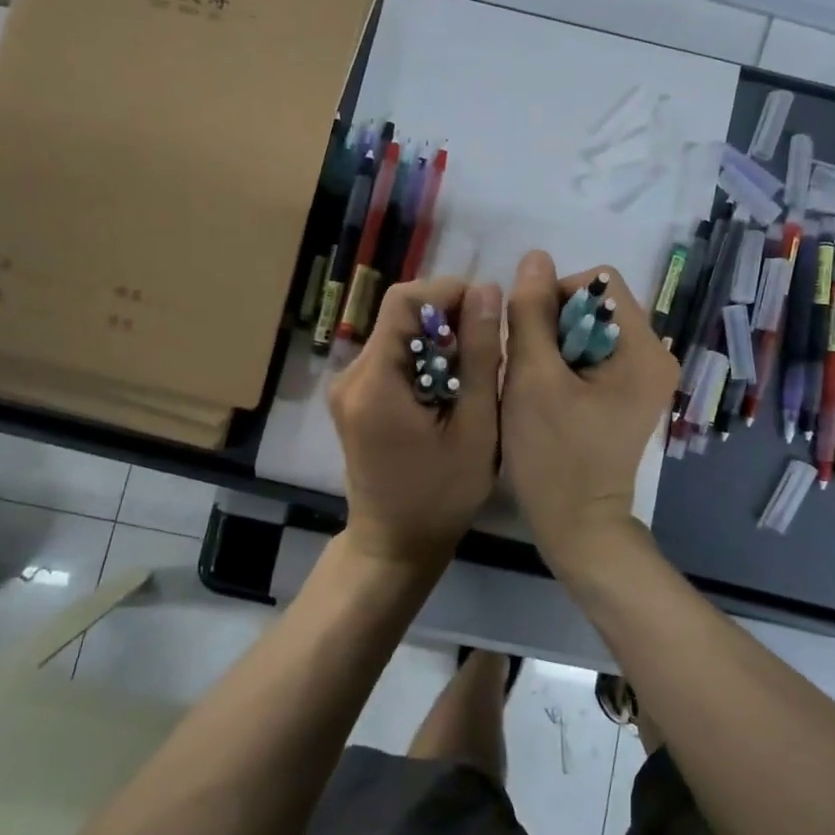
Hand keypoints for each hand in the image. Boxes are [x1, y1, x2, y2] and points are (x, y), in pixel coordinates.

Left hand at [329, 276, 503, 569]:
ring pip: (398, 334)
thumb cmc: (441, 495)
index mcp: (374, 381)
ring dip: (438, 340)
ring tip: (474, 372)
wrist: (394, 544)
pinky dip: (424, 359)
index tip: (487, 314)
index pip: (404, 301)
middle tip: (487, 349)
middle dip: (448, 318)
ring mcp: (347, 386)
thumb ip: (481, 356)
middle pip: (399, 315)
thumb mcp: (476, 427)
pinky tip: (450, 388)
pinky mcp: (354, 397)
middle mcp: (350, 375)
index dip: (448, 292)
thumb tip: (487, 289)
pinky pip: (392, 357)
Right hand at [501, 252, 678, 565]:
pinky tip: (551, 394)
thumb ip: (532, 313)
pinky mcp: (632, 393)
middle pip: (596, 305)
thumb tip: (535, 256)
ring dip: (556, 344)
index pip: (598, 283)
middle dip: (554, 324)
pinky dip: (567, 363)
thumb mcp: (533, 379)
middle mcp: (656, 354)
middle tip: (532, 368)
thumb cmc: (554, 456)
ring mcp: (646, 376)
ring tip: (539, 384)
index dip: (555, 298)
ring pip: (591, 329)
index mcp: (644, 348)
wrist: (578, 526)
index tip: (530, 340)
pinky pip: (595, 354)